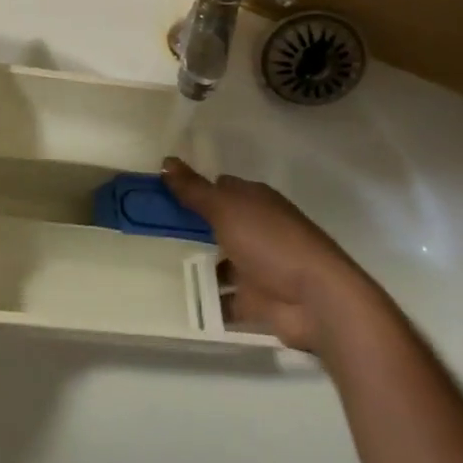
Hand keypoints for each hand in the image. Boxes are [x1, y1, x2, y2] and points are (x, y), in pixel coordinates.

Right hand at [161, 157, 367, 351]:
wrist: (317, 300)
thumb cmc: (271, 243)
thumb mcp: (227, 209)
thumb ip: (195, 190)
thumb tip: (166, 162)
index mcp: (255, 200)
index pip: (219, 187)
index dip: (192, 189)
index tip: (158, 196)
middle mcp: (257, 229)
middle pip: (215, 224)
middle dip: (187, 229)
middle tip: (146, 231)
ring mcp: (257, 266)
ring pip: (218, 262)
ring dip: (194, 265)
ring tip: (151, 266)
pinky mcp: (256, 300)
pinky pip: (223, 298)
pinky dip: (205, 300)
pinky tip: (174, 299)